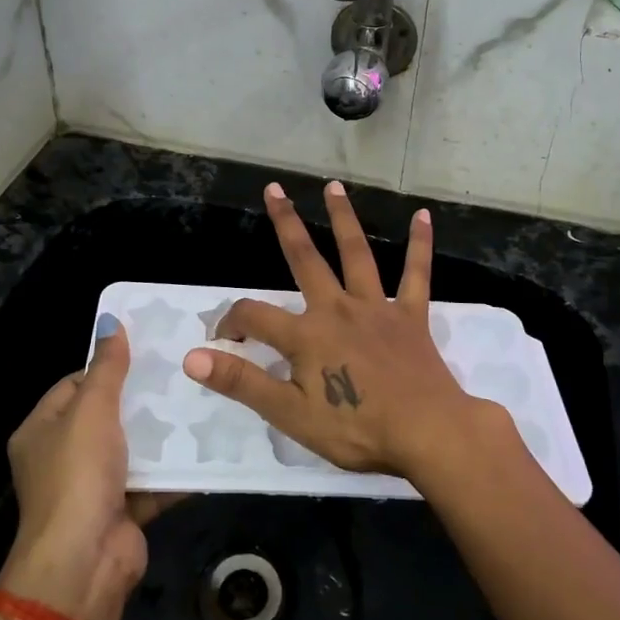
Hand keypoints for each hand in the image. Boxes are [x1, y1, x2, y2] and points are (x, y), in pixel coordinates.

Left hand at [1, 320, 172, 619]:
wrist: (84, 562)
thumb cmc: (78, 475)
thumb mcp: (91, 410)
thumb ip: (107, 367)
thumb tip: (111, 320)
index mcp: (41, 431)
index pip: (73, 385)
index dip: (106, 368)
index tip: (146, 353)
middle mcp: (63, 458)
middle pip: (107, 417)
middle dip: (142, 399)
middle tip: (182, 373)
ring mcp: (94, 487)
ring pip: (134, 449)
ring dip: (163, 433)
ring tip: (201, 401)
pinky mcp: (124, 511)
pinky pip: (153, 482)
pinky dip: (176, 469)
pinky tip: (208, 445)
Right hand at [180, 181, 495, 481]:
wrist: (427, 433)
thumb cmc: (356, 428)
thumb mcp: (289, 413)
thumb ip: (241, 381)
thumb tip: (192, 356)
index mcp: (306, 335)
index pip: (254, 316)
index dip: (231, 322)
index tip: (222, 339)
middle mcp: (338, 308)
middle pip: (305, 259)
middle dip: (287, 223)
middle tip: (274, 189)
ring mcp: (377, 308)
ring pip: (356, 254)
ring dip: (343, 218)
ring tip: (333, 186)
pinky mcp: (411, 316)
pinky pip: (416, 274)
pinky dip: (419, 245)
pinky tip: (422, 216)